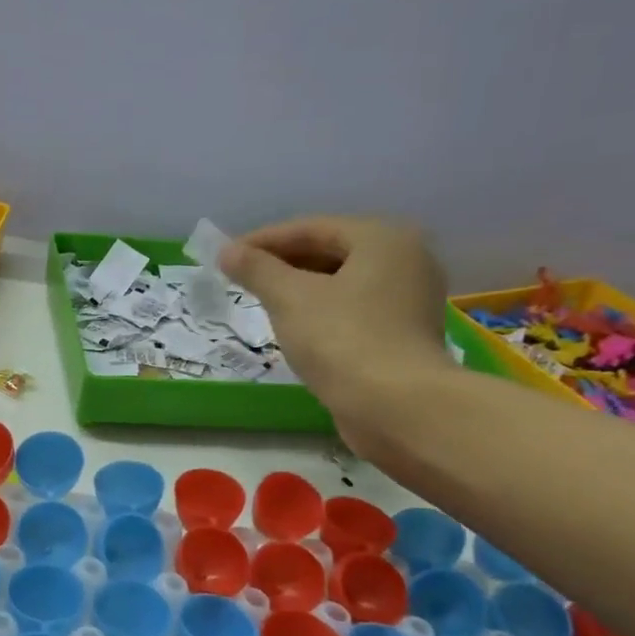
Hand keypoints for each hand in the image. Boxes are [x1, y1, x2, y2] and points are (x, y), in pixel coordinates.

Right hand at [219, 217, 453, 449]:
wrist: (397, 407)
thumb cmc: (342, 340)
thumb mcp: (289, 298)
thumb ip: (256, 269)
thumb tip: (226, 251)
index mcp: (383, 238)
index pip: (310, 228)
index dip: (263, 241)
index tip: (226, 257)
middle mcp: (405, 259)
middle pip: (330, 252)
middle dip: (282, 264)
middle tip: (241, 279)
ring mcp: (409, 298)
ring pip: (341, 282)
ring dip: (300, 288)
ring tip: (262, 302)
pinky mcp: (404, 333)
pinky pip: (353, 309)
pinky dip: (321, 311)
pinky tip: (295, 327)